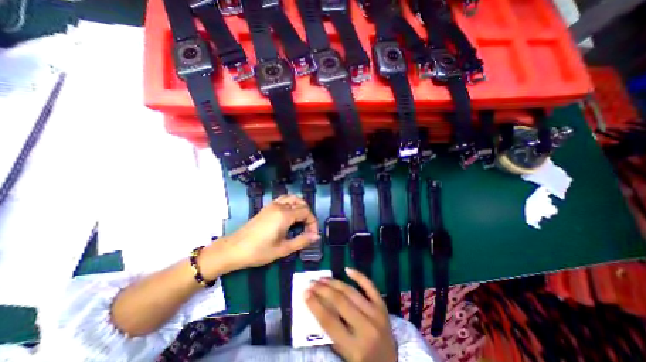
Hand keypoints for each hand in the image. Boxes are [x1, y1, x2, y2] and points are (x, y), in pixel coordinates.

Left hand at [200, 196, 319, 274]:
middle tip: (308, 229)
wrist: (234, 249)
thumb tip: (316, 236)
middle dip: (308, 215)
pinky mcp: (267, 207)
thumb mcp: (283, 249)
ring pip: (292, 198)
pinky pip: (283, 199)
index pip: (306, 212)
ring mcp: (272, 205)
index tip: (312, 235)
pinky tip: (290, 215)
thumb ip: (302, 241)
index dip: (313, 223)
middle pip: (301, 203)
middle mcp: (280, 206)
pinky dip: (291, 203)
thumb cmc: (259, 251)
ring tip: (301, 220)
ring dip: (300, 206)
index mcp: (285, 215)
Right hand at [304, 266, 399, 360]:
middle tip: (312, 283)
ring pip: (351, 292)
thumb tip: (318, 305)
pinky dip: (359, 276)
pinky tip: (347, 269)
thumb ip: (332, 333)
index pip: (329, 321)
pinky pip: (370, 286)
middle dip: (323, 290)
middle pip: (340, 302)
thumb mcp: (345, 355)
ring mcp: (377, 314)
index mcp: (355, 348)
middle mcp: (367, 328)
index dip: (315, 305)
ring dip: (335, 283)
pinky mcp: (383, 306)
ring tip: (323, 278)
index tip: (305, 293)